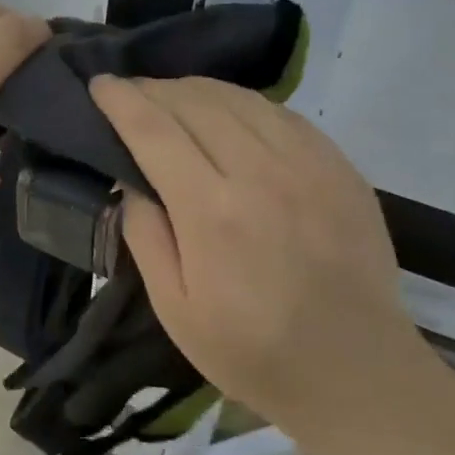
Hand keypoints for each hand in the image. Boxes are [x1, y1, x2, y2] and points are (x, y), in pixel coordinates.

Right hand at [90, 75, 438, 445]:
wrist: (355, 370)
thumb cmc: (252, 350)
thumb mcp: (174, 309)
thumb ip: (145, 236)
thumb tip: (132, 183)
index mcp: (212, 211)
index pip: (154, 131)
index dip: (122, 101)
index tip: (99, 84)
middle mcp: (261, 172)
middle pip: (195, 102)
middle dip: (154, 89)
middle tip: (132, 94)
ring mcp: (308, 164)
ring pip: (240, 99)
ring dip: (197, 90)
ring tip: (173, 98)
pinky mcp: (340, 167)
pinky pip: (281, 113)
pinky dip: (243, 103)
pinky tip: (229, 113)